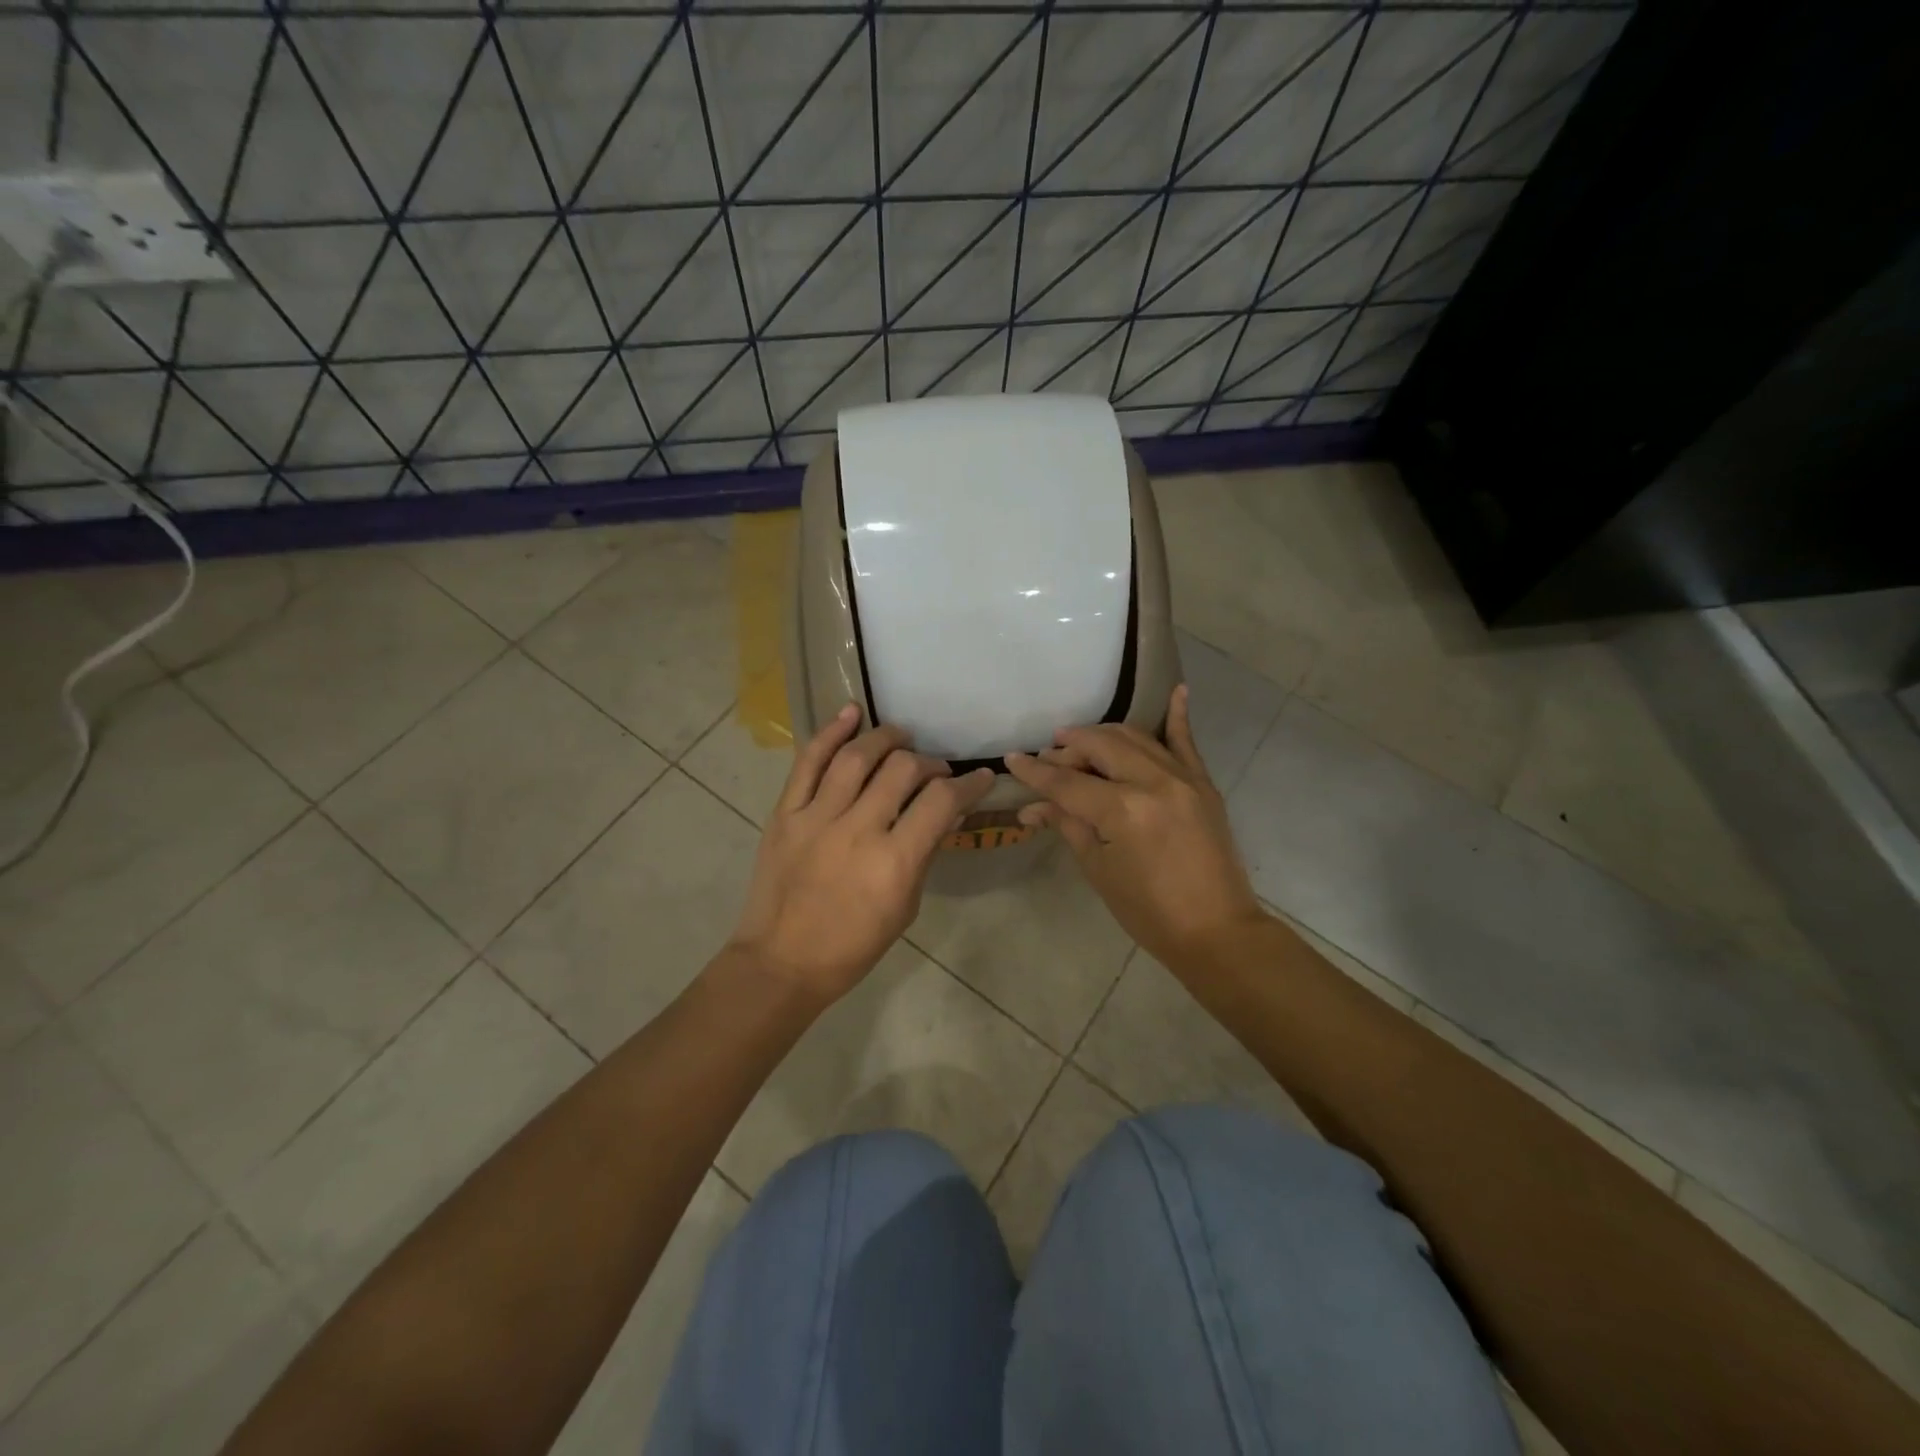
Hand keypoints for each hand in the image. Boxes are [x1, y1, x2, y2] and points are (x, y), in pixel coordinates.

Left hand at [730, 705, 994, 1003]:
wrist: (782, 962)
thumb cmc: (853, 947)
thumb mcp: (905, 907)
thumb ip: (925, 853)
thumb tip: (948, 814)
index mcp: (894, 862)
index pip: (941, 802)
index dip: (968, 784)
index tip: (979, 778)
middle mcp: (857, 830)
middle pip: (902, 769)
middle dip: (928, 763)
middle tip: (934, 772)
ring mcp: (816, 817)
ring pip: (856, 756)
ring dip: (885, 738)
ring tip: (900, 738)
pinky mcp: (785, 813)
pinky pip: (808, 762)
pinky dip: (829, 732)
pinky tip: (851, 713)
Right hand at [1005, 685, 1265, 966]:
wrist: (1217, 932)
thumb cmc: (1148, 911)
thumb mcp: (1099, 870)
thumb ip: (1069, 826)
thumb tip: (1033, 806)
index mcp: (1123, 810)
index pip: (1067, 782)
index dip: (1035, 772)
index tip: (1012, 759)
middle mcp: (1153, 782)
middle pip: (1099, 748)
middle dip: (1068, 748)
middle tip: (1048, 756)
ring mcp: (1183, 778)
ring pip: (1135, 738)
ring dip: (1103, 736)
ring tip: (1078, 740)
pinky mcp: (1203, 784)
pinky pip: (1187, 742)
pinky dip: (1179, 715)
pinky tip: (1176, 690)